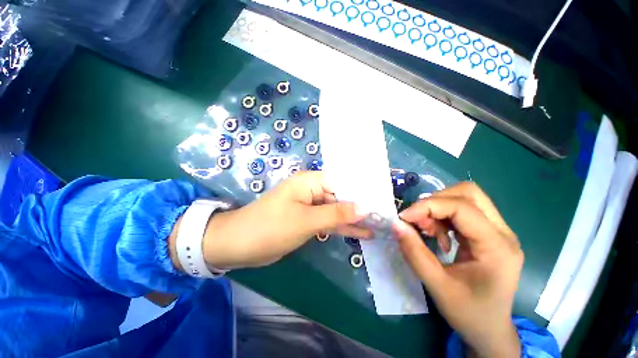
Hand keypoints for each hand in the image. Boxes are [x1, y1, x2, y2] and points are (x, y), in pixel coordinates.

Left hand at [198, 171, 370, 268]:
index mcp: (310, 181)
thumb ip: (336, 213)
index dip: (361, 191)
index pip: (342, 181)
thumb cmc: (272, 227)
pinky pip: (328, 220)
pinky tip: (360, 233)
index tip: (380, 201)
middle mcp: (311, 190)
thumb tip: (364, 207)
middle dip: (359, 207)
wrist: (239, 244)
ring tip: (377, 226)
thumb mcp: (306, 220)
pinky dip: (341, 227)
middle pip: (340, 196)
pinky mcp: (307, 219)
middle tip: (384, 216)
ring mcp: (309, 205)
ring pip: (335, 210)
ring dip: (353, 219)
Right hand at [392, 182, 522, 357]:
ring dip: (438, 208)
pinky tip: (436, 234)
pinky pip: (462, 210)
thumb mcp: (437, 286)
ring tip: (426, 229)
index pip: (462, 207)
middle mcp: (503, 233)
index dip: (428, 206)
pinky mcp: (488, 233)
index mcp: (497, 247)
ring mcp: (497, 231)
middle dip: (436, 201)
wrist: (490, 330)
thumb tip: (396, 224)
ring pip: (465, 198)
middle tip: (419, 221)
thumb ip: (414, 253)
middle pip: (468, 193)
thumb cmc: (469, 313)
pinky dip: (442, 215)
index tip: (404, 217)